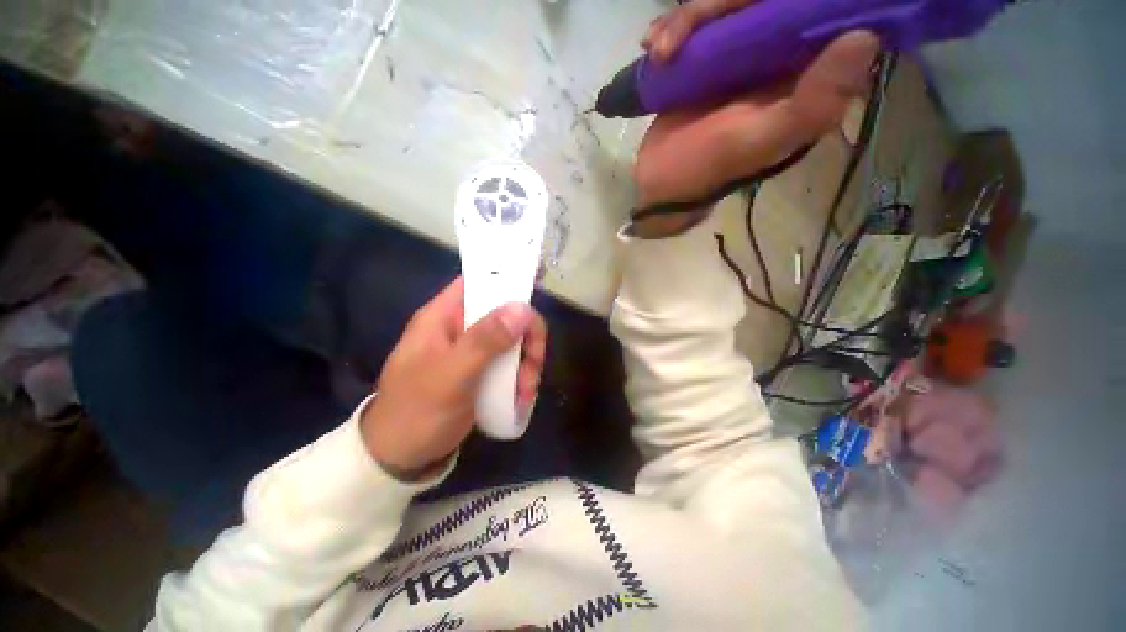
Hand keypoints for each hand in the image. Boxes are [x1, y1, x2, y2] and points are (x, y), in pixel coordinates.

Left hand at [360, 278, 546, 479]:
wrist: (402, 459)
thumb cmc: (416, 413)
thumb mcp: (450, 377)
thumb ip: (484, 341)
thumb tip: (523, 307)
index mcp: (443, 316)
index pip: (479, 281)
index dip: (509, 280)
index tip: (537, 295)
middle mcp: (461, 326)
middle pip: (506, 313)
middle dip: (526, 338)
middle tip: (533, 366)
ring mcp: (473, 349)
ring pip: (514, 339)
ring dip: (527, 362)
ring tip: (525, 391)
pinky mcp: (482, 370)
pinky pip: (511, 361)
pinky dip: (521, 376)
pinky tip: (521, 397)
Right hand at [634, 2, 878, 215]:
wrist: (660, 182)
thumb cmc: (706, 167)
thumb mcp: (758, 141)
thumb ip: (810, 103)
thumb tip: (865, 38)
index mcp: (808, 77)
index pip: (822, 12)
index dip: (798, 1)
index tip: (755, 5)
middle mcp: (783, 57)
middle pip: (767, 0)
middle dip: (719, 5)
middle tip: (681, 32)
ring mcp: (744, 52)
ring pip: (728, 4)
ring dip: (686, 19)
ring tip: (658, 49)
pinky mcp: (712, 56)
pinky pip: (700, 20)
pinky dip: (673, 27)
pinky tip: (652, 47)